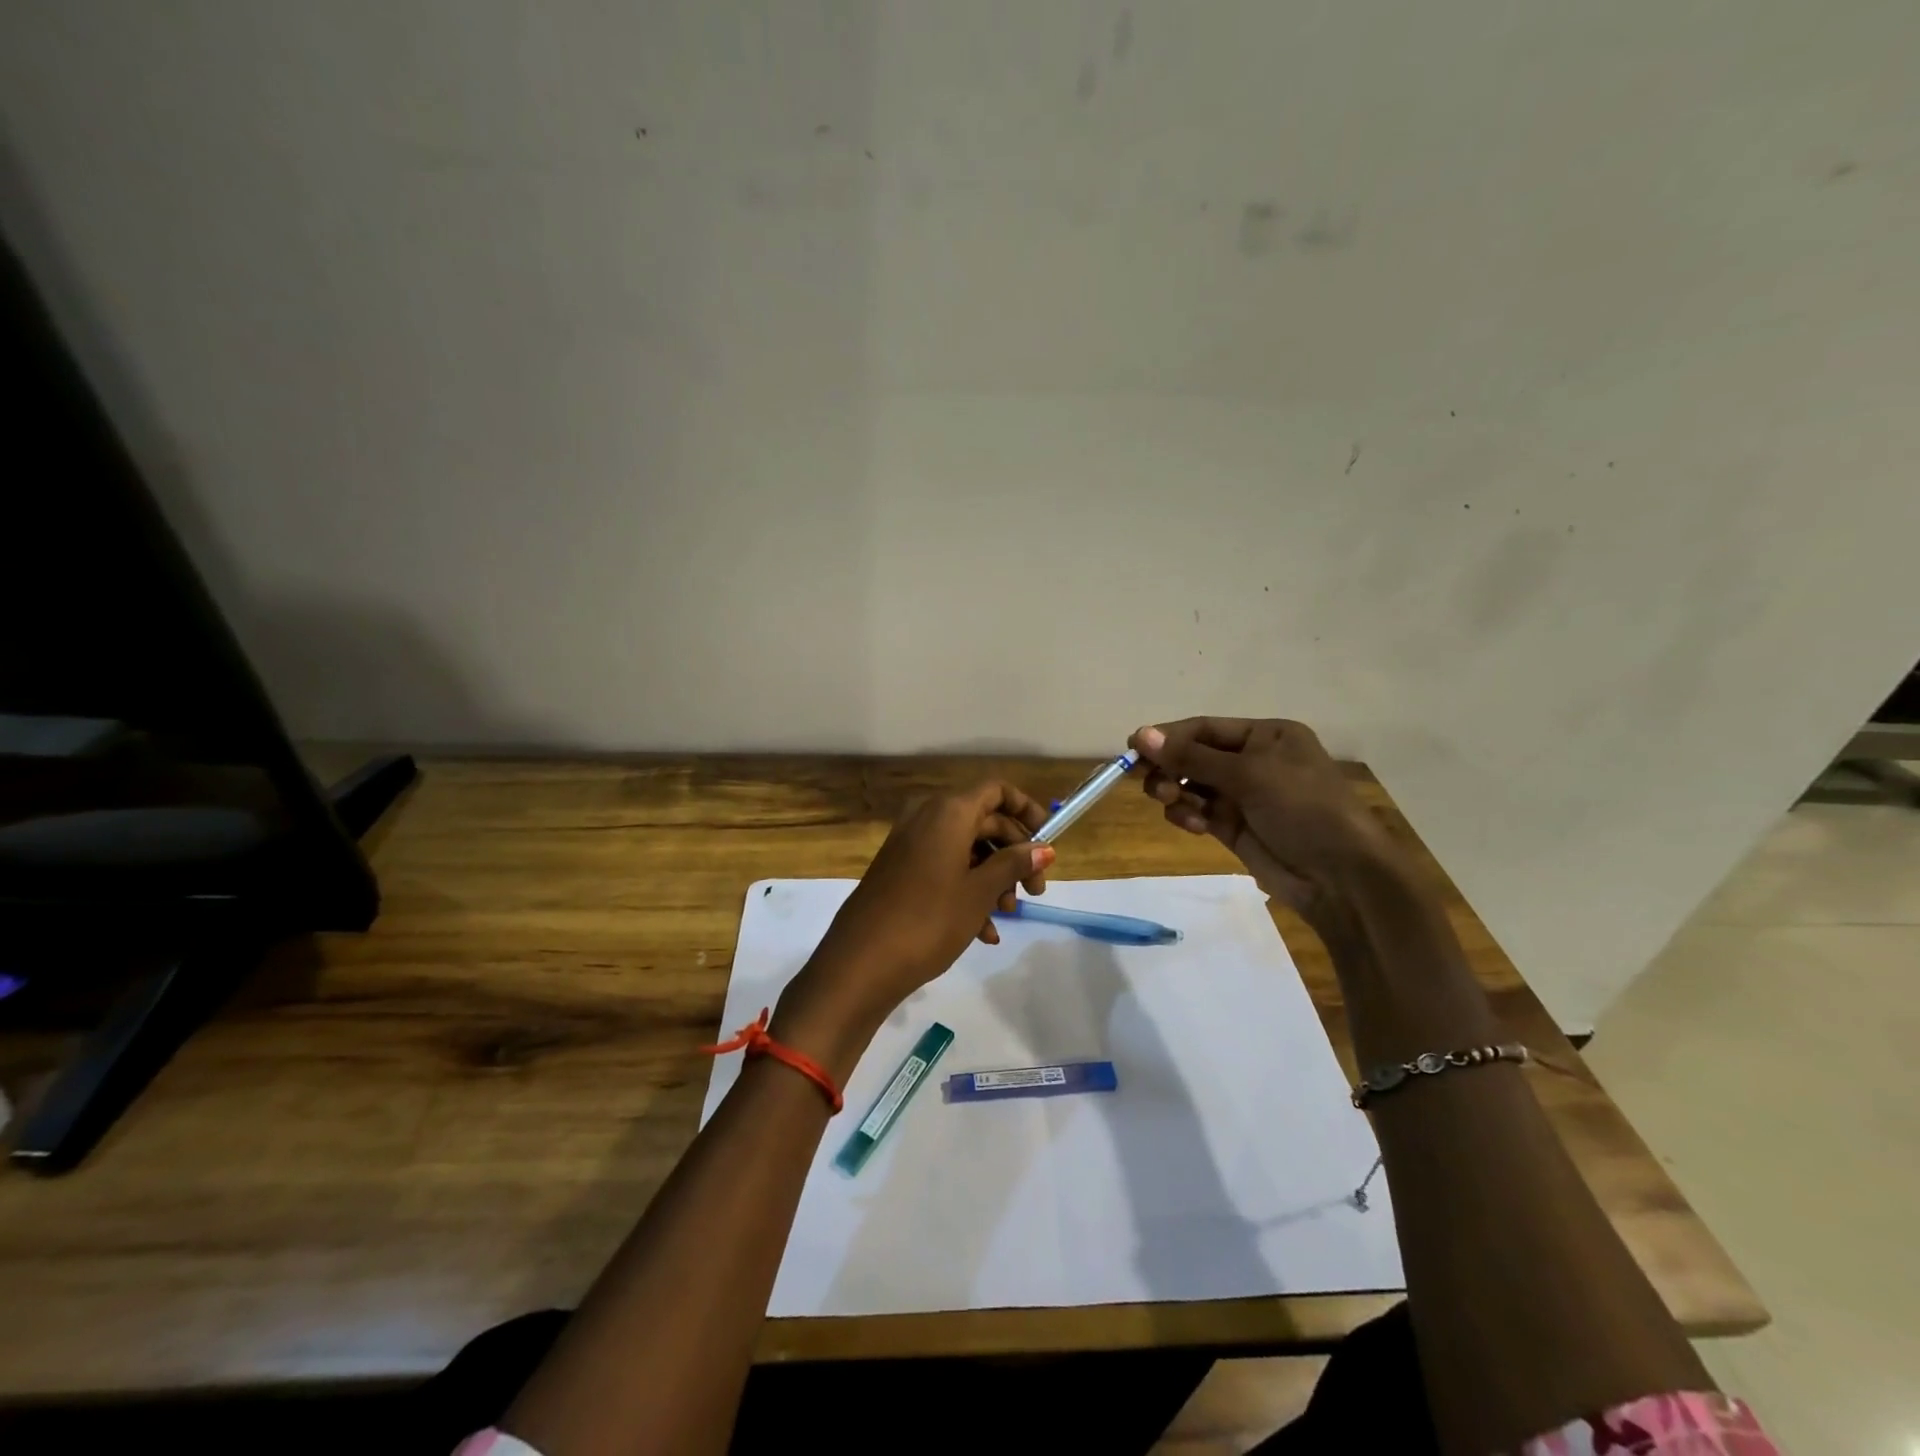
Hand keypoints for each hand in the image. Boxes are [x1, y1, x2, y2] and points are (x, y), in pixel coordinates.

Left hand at [777, 782, 1053, 1067]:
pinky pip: (943, 866)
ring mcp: (909, 843)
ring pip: (965, 848)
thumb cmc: (929, 920)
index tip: (1048, 840)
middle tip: (1035, 892)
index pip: (997, 791)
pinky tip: (983, 932)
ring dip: (992, 878)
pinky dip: (966, 890)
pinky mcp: (899, 869)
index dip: (1026, 810)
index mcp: (948, 811)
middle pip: (984, 821)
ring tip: (1005, 917)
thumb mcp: (980, 892)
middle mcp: (926, 816)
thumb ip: (1014, 864)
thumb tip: (1043, 848)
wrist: (860, 963)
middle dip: (1014, 855)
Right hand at [1128, 718, 1405, 935]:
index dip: (1169, 736)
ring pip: (1193, 786)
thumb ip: (1192, 757)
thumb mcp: (1248, 774)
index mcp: (1267, 736)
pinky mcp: (1236, 829)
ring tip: (1169, 801)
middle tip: (1147, 780)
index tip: (1133, 746)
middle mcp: (1255, 761)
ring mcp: (1245, 797)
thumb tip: (1140, 734)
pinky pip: (1200, 813)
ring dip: (1176, 791)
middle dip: (1170, 766)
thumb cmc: (1302, 807)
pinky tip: (1190, 823)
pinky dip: (1188, 815)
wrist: (1341, 876)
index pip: (1205, 729)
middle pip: (1195, 757)